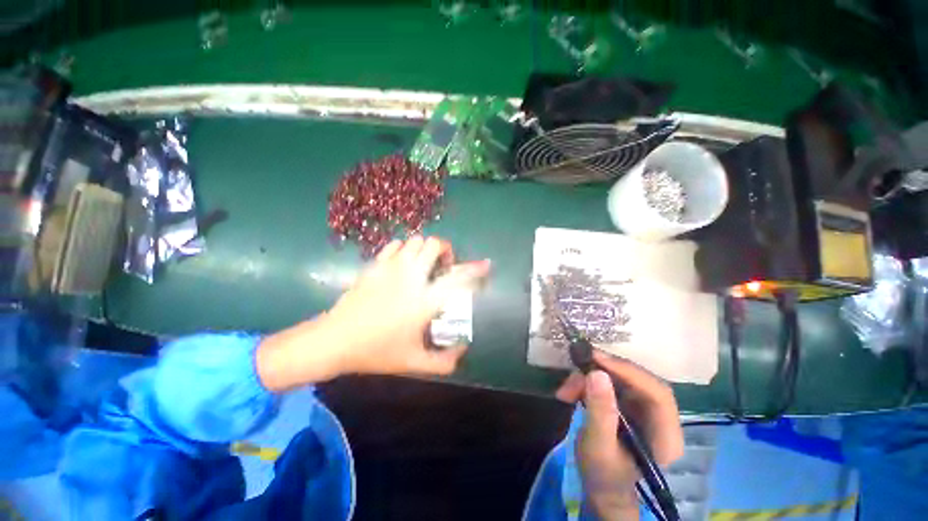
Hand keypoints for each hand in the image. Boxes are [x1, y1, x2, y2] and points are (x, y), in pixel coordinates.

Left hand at [256, 237, 489, 390]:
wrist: (335, 340)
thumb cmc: (377, 352)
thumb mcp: (415, 363)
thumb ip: (445, 362)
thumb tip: (463, 351)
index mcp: (425, 300)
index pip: (458, 278)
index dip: (475, 269)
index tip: (486, 264)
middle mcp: (412, 277)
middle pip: (434, 245)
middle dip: (445, 251)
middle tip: (442, 267)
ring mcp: (391, 267)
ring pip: (416, 240)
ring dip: (424, 249)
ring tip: (423, 265)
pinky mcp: (375, 264)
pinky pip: (395, 244)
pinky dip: (404, 249)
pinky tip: (401, 263)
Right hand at [556, 352, 683, 520]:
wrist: (600, 487)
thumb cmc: (603, 475)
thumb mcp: (598, 447)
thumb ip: (600, 412)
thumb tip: (597, 373)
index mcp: (666, 436)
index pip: (657, 394)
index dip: (629, 372)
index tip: (596, 359)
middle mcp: (661, 418)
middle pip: (638, 381)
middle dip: (604, 372)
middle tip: (576, 368)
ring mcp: (644, 409)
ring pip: (620, 378)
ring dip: (590, 378)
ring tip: (567, 390)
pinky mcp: (628, 404)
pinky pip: (609, 383)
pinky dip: (587, 383)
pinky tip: (571, 392)